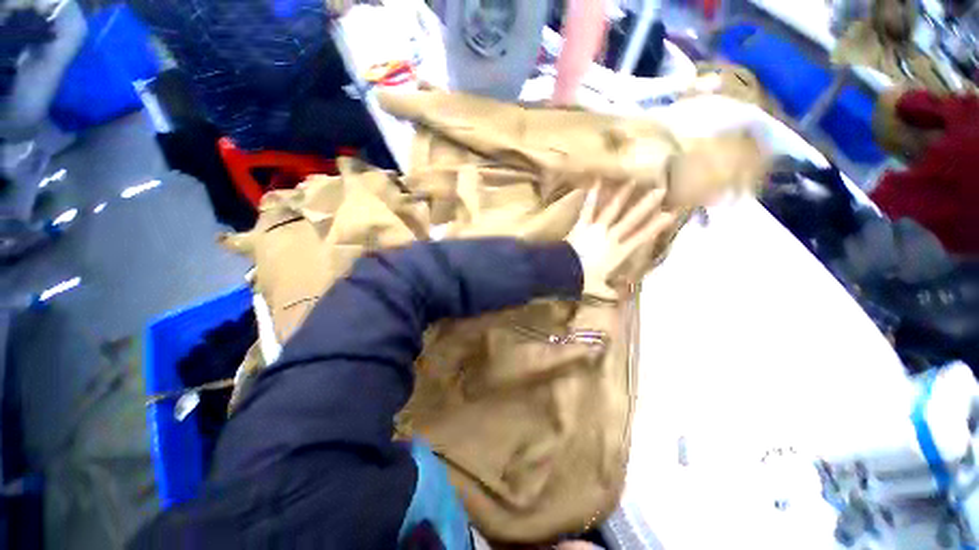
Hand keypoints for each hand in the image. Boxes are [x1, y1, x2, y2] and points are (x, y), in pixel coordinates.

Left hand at [566, 182, 677, 299]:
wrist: (564, 271)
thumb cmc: (582, 280)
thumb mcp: (597, 289)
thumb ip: (608, 292)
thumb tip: (618, 298)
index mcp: (618, 252)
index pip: (641, 237)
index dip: (655, 226)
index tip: (670, 214)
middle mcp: (611, 237)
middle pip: (631, 220)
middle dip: (645, 205)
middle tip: (660, 190)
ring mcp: (596, 229)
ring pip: (612, 210)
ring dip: (623, 195)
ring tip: (633, 181)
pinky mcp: (582, 225)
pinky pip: (588, 209)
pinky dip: (592, 196)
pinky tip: (596, 182)